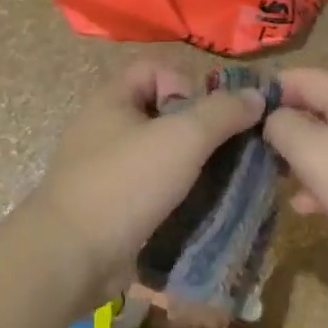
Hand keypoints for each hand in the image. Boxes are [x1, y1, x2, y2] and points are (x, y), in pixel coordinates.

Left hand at [28, 58, 266, 298]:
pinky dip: (176, 198)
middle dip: (199, 132)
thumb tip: (257, 96)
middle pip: (162, 115)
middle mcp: (105, 130)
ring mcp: (106, 172)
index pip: (155, 70)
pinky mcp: (111, 209)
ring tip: (222, 186)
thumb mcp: (181, 138)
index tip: (208, 117)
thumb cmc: (125, 183)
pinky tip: (200, 213)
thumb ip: (222, 113)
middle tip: (226, 154)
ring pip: (160, 157)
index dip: (186, 83)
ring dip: (192, 169)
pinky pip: (152, 192)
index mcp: (112, 101)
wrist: (71, 257)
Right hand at [261, 68, 327, 241]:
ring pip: (326, 147)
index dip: (269, 88)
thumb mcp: (312, 148)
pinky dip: (319, 187)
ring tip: (270, 177)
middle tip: (250, 147)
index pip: (301, 78)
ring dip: (298, 160)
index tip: (238, 108)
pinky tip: (302, 206)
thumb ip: (283, 126)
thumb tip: (271, 118)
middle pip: (314, 112)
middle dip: (282, 127)